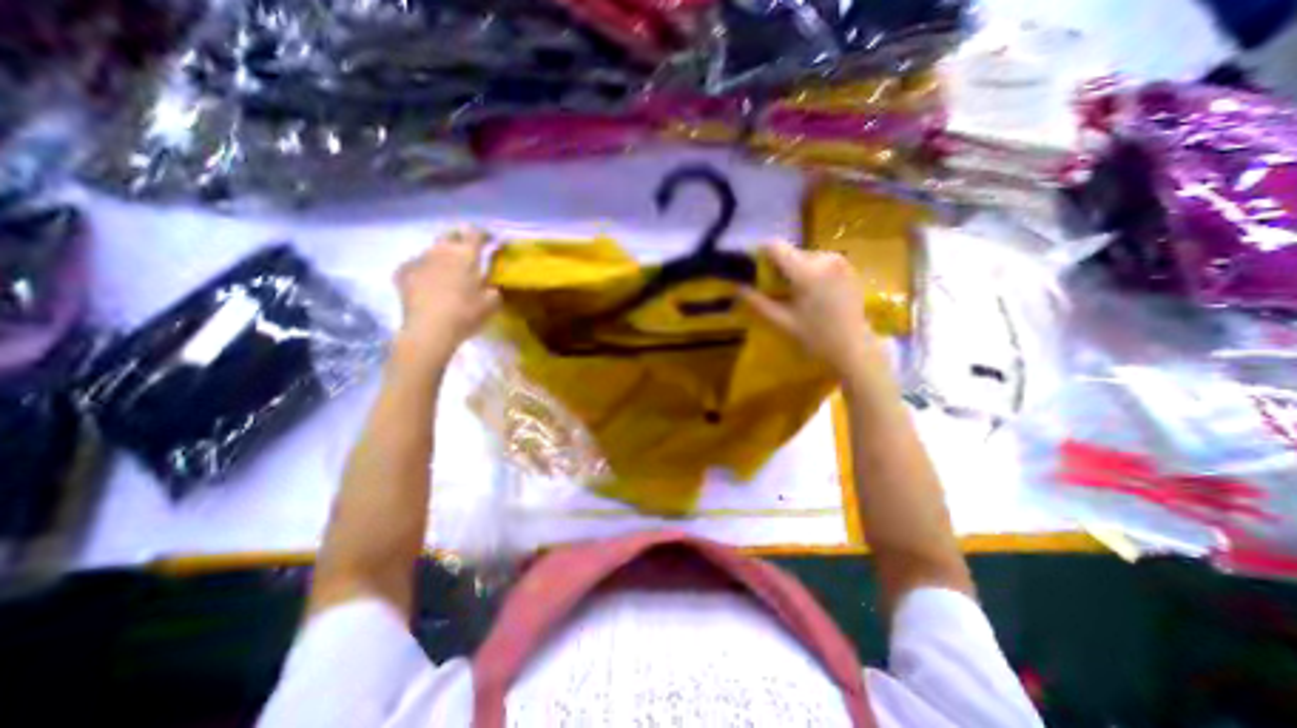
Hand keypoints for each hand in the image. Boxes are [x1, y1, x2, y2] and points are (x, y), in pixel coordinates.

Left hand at [394, 228, 496, 361]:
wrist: (429, 329)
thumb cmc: (466, 314)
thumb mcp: (492, 303)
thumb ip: (493, 289)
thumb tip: (490, 286)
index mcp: (466, 255)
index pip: (475, 233)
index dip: (484, 235)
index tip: (489, 241)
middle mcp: (441, 251)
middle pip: (450, 235)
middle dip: (459, 240)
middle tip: (467, 253)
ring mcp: (419, 259)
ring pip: (432, 250)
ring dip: (441, 256)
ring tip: (447, 270)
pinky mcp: (403, 272)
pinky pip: (416, 265)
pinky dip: (424, 270)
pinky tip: (427, 282)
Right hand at [746, 244, 885, 381]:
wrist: (855, 348)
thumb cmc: (816, 338)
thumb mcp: (782, 322)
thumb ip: (758, 302)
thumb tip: (737, 288)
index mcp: (807, 272)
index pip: (776, 246)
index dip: (760, 254)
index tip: (754, 270)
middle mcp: (824, 258)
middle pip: (790, 252)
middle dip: (778, 268)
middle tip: (774, 291)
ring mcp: (840, 261)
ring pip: (804, 257)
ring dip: (794, 271)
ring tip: (794, 295)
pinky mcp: (848, 266)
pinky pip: (819, 262)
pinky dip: (810, 272)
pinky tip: (812, 294)